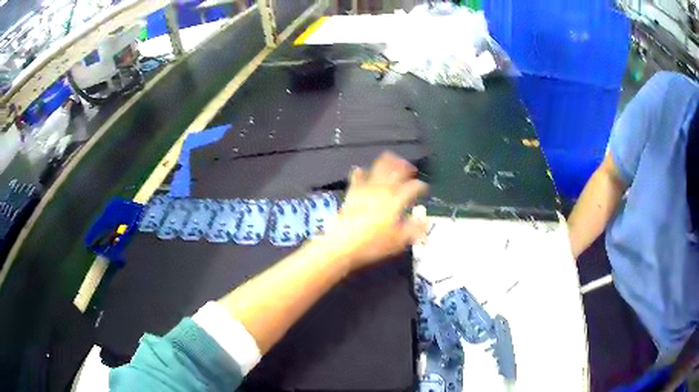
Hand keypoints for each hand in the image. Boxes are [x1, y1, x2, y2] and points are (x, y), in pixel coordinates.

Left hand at [322, 151, 428, 270]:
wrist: (343, 243)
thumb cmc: (374, 243)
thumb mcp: (399, 240)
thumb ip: (415, 228)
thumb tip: (426, 220)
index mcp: (397, 199)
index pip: (413, 187)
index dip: (421, 186)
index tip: (424, 189)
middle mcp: (383, 189)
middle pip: (396, 170)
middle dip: (405, 167)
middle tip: (410, 168)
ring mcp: (366, 188)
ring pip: (378, 167)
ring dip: (387, 162)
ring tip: (392, 159)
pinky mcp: (352, 192)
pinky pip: (357, 176)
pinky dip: (361, 172)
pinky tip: (362, 170)